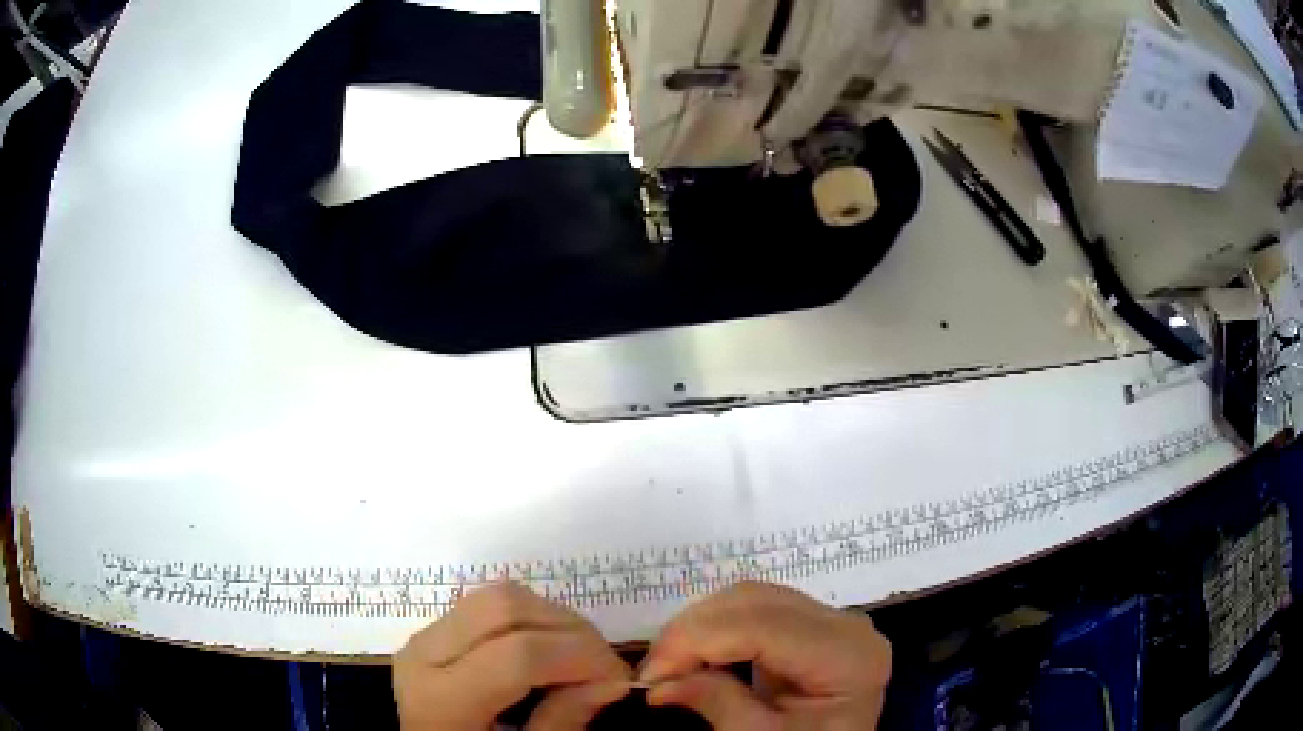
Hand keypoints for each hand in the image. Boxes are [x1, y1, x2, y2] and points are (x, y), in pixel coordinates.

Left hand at [394, 582, 631, 730]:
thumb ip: (563, 720)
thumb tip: (611, 681)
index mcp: (441, 701)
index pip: (519, 655)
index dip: (582, 658)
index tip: (621, 681)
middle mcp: (423, 655)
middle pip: (505, 607)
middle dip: (571, 629)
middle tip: (604, 666)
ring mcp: (423, 637)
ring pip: (498, 596)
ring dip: (551, 618)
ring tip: (579, 656)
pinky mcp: (433, 632)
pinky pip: (487, 605)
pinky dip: (529, 618)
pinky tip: (547, 650)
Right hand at [639, 581, 890, 729]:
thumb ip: (715, 703)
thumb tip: (660, 680)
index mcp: (848, 655)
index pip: (762, 625)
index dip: (696, 640)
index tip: (649, 674)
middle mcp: (846, 626)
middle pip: (756, 601)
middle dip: (693, 630)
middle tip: (653, 672)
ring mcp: (831, 623)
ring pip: (751, 599)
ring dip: (700, 627)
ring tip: (669, 667)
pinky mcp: (813, 629)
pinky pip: (757, 613)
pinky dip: (717, 631)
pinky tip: (696, 658)